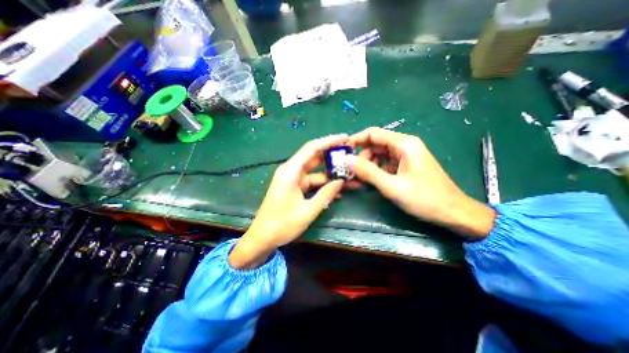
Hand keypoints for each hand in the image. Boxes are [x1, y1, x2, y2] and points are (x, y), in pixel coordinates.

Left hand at [231, 134, 348, 268]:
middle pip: (314, 157)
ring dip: (330, 174)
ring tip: (349, 174)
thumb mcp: (308, 210)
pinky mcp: (294, 187)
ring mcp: (293, 179)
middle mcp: (291, 171)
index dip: (329, 141)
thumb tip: (341, 181)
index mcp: (291, 171)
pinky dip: (323, 184)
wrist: (262, 238)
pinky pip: (312, 182)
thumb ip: (326, 194)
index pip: (312, 148)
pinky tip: (337, 189)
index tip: (345, 138)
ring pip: (315, 171)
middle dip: (333, 156)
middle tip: (351, 155)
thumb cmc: (282, 224)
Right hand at [346, 127, 492, 238]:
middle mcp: (404, 146)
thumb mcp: (392, 186)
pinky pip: (385, 164)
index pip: (373, 133)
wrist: (453, 213)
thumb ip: (367, 171)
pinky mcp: (405, 166)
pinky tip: (369, 182)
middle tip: (350, 172)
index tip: (342, 152)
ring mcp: (405, 156)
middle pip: (375, 145)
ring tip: (358, 180)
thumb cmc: (424, 198)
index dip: (355, 140)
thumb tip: (346, 160)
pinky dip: (375, 171)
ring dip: (367, 166)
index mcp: (404, 144)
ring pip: (379, 155)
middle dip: (361, 157)